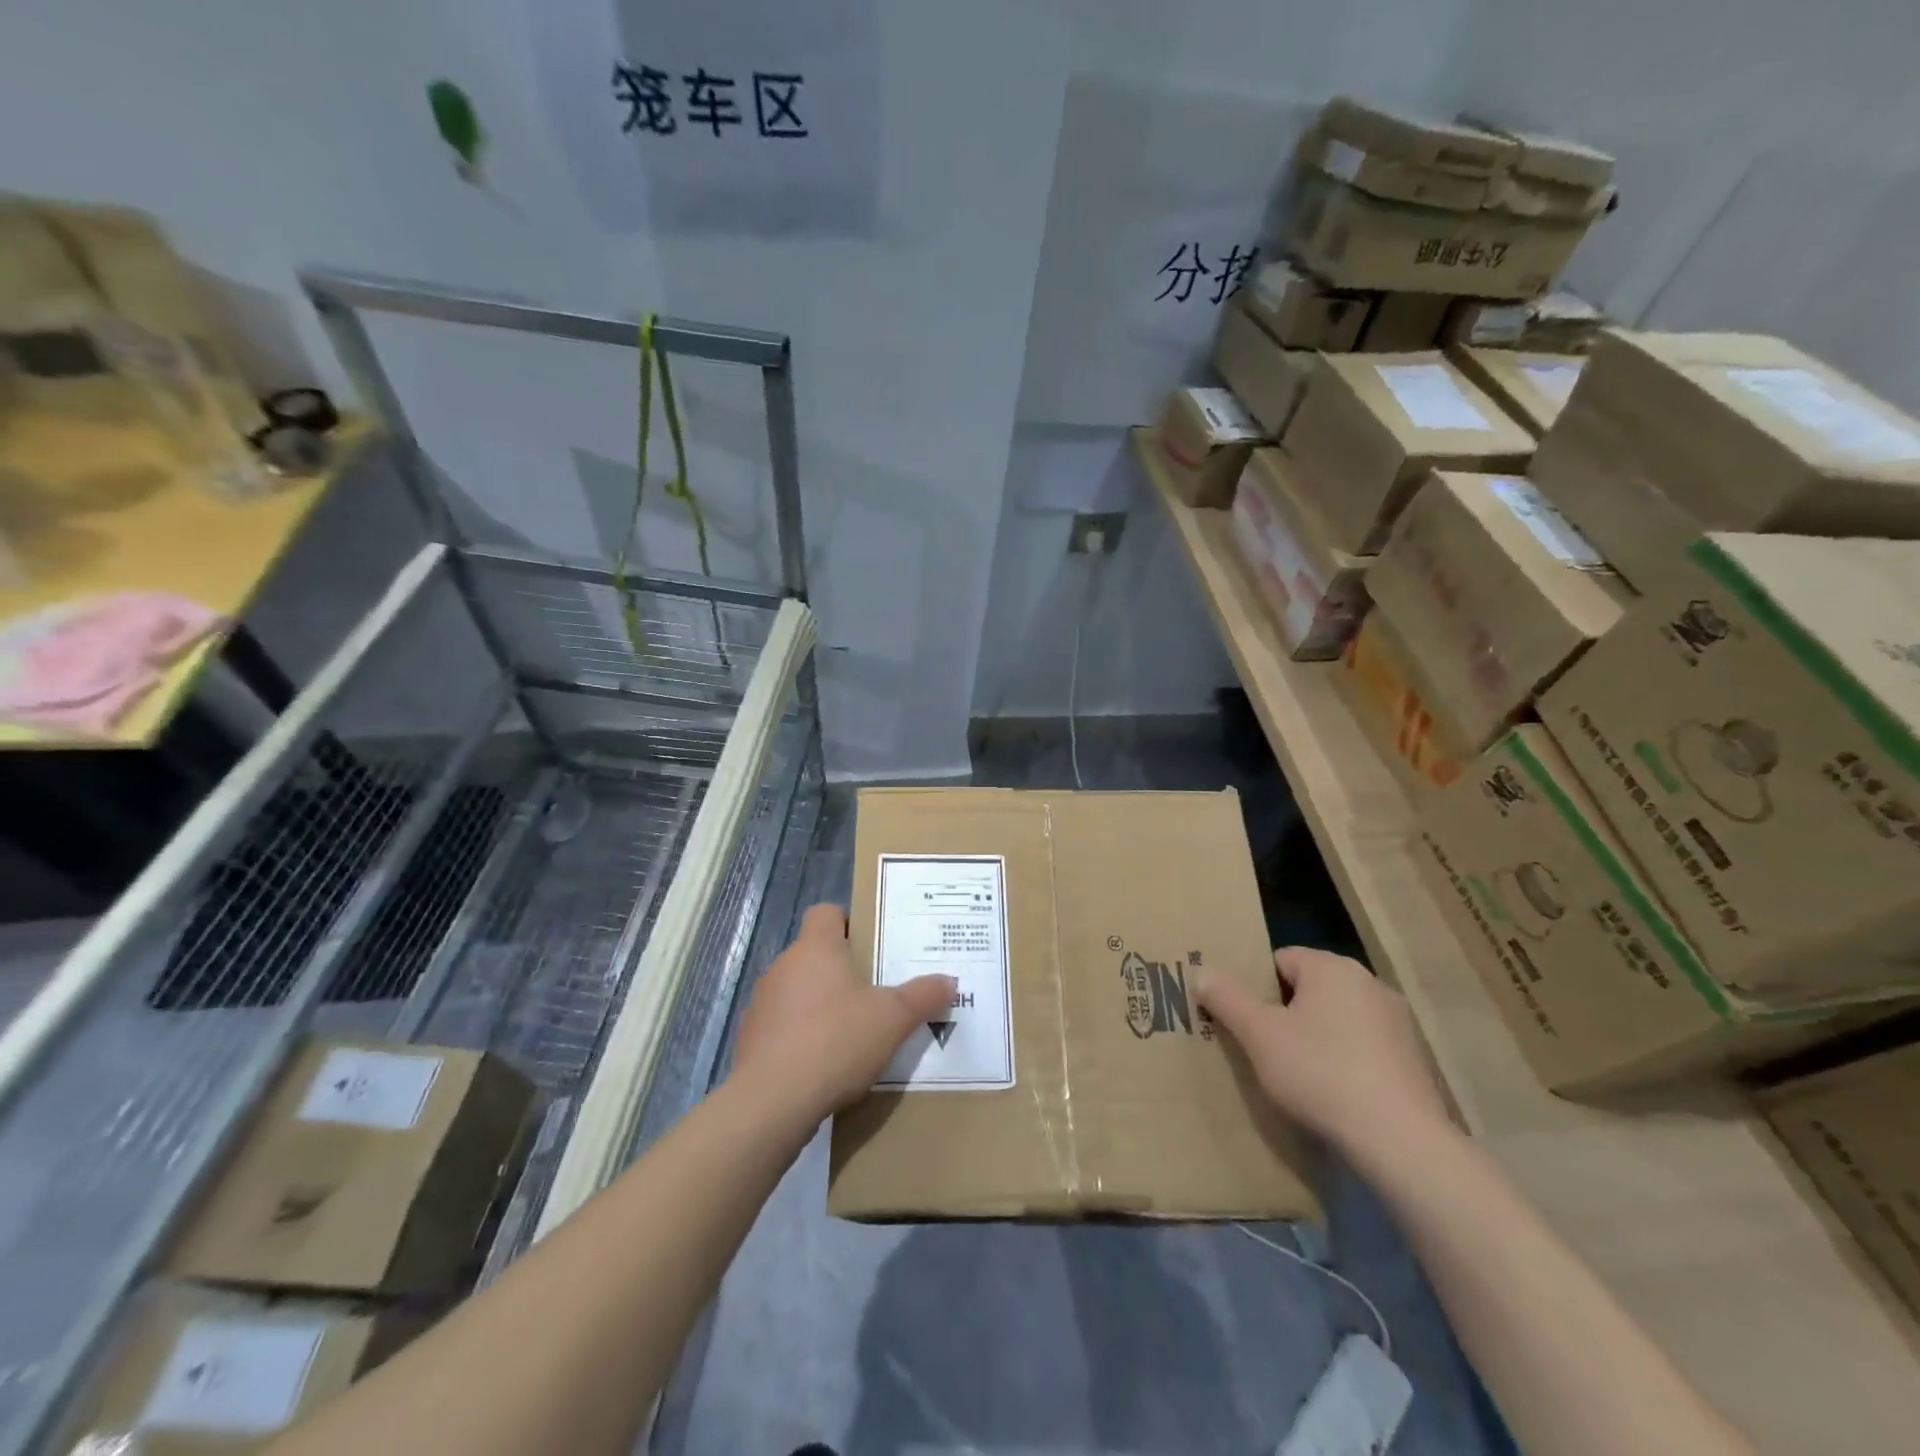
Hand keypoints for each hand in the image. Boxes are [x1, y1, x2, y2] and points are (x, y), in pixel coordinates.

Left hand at [730, 904, 954, 1120]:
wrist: (772, 1102)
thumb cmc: (836, 1040)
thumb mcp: (894, 1018)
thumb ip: (923, 996)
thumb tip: (948, 981)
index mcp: (816, 948)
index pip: (826, 913)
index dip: (849, 923)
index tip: (872, 946)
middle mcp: (784, 966)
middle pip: (815, 954)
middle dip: (843, 971)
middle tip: (876, 994)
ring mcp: (763, 1003)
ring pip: (798, 992)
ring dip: (821, 1006)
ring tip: (853, 1035)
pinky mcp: (751, 1040)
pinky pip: (783, 1027)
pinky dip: (802, 1038)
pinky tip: (824, 1066)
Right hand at [1197, 947, 1450, 1162]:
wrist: (1400, 1141)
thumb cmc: (1320, 1073)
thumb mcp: (1258, 1035)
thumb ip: (1226, 998)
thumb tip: (1201, 971)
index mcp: (1331, 967)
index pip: (1279, 960)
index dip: (1256, 988)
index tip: (1244, 1021)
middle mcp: (1369, 982)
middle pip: (1309, 988)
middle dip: (1285, 1013)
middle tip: (1262, 1047)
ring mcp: (1397, 1021)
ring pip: (1337, 1017)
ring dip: (1316, 1036)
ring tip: (1296, 1074)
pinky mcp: (1414, 1058)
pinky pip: (1363, 1045)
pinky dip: (1345, 1060)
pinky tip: (1334, 1092)